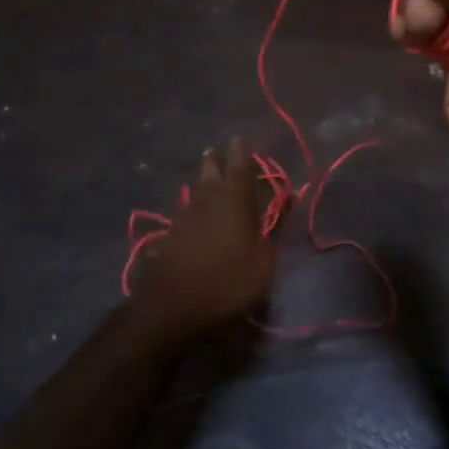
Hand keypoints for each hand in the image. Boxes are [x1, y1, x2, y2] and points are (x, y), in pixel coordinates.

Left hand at [133, 139, 279, 334]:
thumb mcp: (264, 261)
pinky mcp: (168, 240)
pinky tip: (189, 215)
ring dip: (200, 184)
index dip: (241, 153)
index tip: (239, 139)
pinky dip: (190, 210)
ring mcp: (183, 221)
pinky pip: (182, 215)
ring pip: (193, 193)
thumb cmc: (229, 283)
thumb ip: (271, 232)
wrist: (174, 309)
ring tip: (204, 179)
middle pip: (209, 174)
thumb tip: (281, 208)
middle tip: (215, 152)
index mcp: (233, 202)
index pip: (239, 169)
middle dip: (214, 162)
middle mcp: (206, 203)